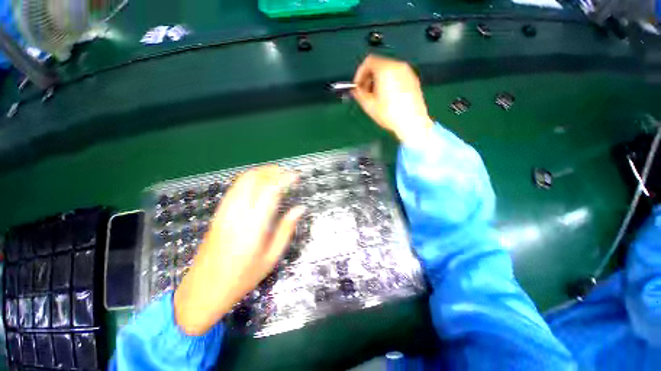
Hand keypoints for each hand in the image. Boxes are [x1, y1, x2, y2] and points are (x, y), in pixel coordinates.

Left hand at [174, 166, 304, 335]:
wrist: (203, 290)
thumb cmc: (242, 278)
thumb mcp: (271, 257)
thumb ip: (286, 229)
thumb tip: (300, 209)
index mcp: (253, 224)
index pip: (270, 190)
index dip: (285, 178)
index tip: (296, 176)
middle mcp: (237, 212)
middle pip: (254, 178)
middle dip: (272, 171)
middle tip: (287, 173)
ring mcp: (224, 211)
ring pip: (242, 180)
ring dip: (261, 173)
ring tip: (276, 176)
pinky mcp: (218, 213)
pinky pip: (235, 188)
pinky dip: (250, 180)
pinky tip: (259, 186)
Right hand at [351, 54, 433, 142]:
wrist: (412, 123)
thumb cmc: (390, 114)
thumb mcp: (369, 105)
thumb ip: (359, 94)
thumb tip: (356, 90)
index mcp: (385, 69)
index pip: (368, 62)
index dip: (359, 74)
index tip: (357, 86)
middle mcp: (398, 66)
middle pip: (379, 65)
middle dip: (369, 78)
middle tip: (365, 92)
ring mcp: (407, 72)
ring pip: (388, 70)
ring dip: (378, 80)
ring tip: (376, 97)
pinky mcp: (413, 80)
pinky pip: (397, 76)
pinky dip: (389, 82)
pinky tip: (388, 98)